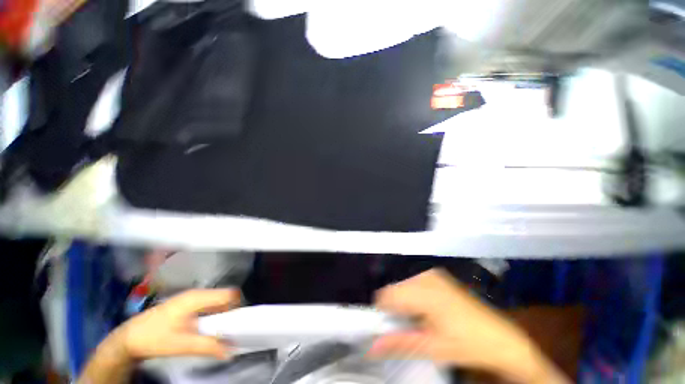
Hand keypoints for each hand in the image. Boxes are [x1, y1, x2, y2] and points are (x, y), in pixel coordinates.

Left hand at [114, 289, 240, 359]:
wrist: (128, 338)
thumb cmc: (154, 337)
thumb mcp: (181, 345)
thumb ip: (207, 346)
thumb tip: (230, 351)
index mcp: (198, 297)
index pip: (230, 294)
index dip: (237, 306)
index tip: (237, 323)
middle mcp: (198, 293)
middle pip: (225, 297)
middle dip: (230, 313)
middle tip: (228, 331)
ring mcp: (192, 298)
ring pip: (217, 302)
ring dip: (221, 316)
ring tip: (217, 332)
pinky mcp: (187, 305)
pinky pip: (209, 307)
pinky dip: (212, 316)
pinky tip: (205, 330)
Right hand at [370, 269, 567, 383]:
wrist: (501, 338)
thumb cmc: (468, 344)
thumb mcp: (432, 348)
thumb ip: (399, 344)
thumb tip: (371, 347)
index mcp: (424, 292)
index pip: (387, 294)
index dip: (383, 311)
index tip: (389, 327)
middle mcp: (425, 277)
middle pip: (395, 289)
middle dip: (395, 308)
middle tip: (408, 328)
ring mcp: (432, 274)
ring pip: (403, 287)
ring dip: (405, 304)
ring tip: (419, 322)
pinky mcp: (437, 276)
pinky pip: (413, 284)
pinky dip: (413, 298)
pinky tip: (427, 312)